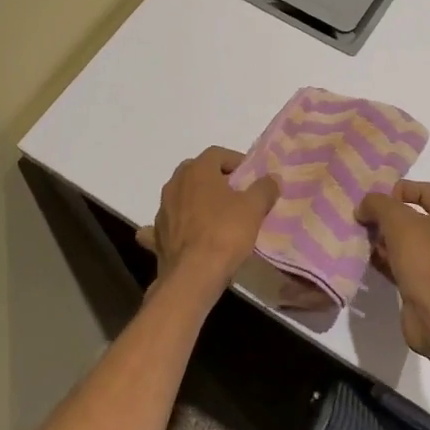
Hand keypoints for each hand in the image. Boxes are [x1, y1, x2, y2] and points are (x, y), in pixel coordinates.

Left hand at [136, 146, 279, 294]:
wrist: (193, 275)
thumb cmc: (225, 233)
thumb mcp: (254, 208)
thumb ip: (264, 188)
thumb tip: (271, 179)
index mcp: (197, 171)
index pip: (217, 153)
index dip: (235, 161)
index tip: (250, 176)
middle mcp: (175, 184)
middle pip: (196, 172)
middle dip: (215, 179)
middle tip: (235, 193)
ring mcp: (162, 210)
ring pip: (181, 196)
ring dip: (196, 200)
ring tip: (216, 215)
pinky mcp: (157, 235)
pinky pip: (168, 223)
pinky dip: (177, 225)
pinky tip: (186, 234)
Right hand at [357, 181, 429, 355]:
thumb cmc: (424, 257)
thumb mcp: (397, 219)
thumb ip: (378, 204)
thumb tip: (364, 207)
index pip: (426, 190)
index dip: (402, 189)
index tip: (379, 200)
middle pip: (412, 218)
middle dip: (387, 217)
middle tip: (365, 221)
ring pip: (404, 244)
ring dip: (383, 241)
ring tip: (362, 241)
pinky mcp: (422, 286)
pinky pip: (400, 267)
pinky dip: (384, 262)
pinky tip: (367, 262)